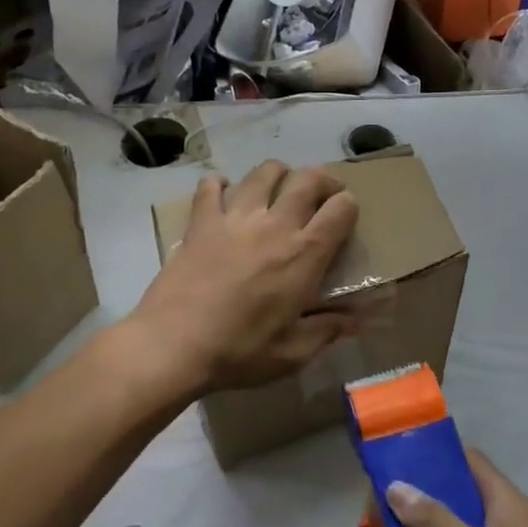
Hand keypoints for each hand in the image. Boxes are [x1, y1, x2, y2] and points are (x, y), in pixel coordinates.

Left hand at [127, 160, 361, 396]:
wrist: (172, 345)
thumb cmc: (239, 352)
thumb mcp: (292, 353)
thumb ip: (327, 330)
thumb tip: (355, 320)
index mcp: (304, 255)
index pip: (341, 209)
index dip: (349, 206)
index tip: (345, 216)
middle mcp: (275, 225)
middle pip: (308, 179)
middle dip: (322, 180)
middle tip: (321, 195)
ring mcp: (236, 218)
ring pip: (264, 172)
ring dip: (278, 173)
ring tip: (278, 187)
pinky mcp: (201, 221)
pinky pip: (211, 186)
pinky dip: (220, 184)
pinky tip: (223, 194)